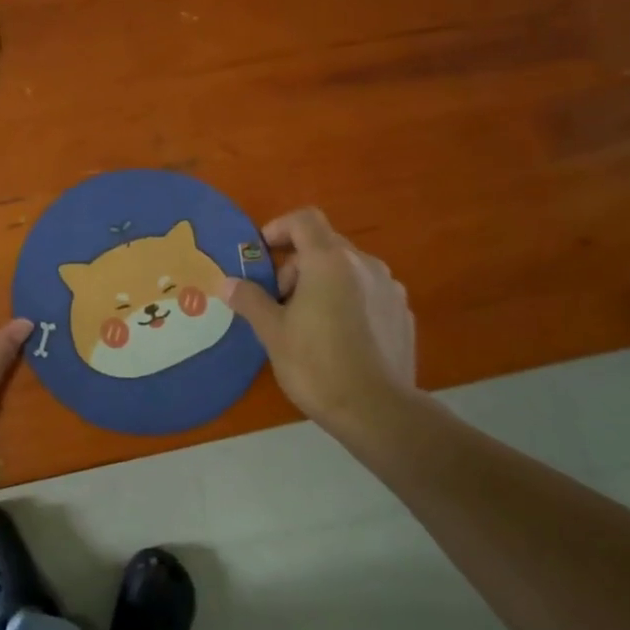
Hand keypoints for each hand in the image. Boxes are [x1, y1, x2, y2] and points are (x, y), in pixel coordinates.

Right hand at [218, 207, 418, 434]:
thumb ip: (249, 300)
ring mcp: (390, 288)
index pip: (304, 220)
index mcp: (329, 261)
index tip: (262, 254)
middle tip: (277, 302)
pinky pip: (368, 293)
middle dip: (296, 265)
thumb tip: (226, 283)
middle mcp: (364, 264)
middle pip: (325, 245)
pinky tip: (338, 337)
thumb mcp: (273, 332)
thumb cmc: (316, 365)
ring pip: (348, 270)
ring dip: (323, 283)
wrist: (377, 410)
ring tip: (307, 322)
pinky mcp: (403, 313)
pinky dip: (348, 301)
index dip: (279, 228)